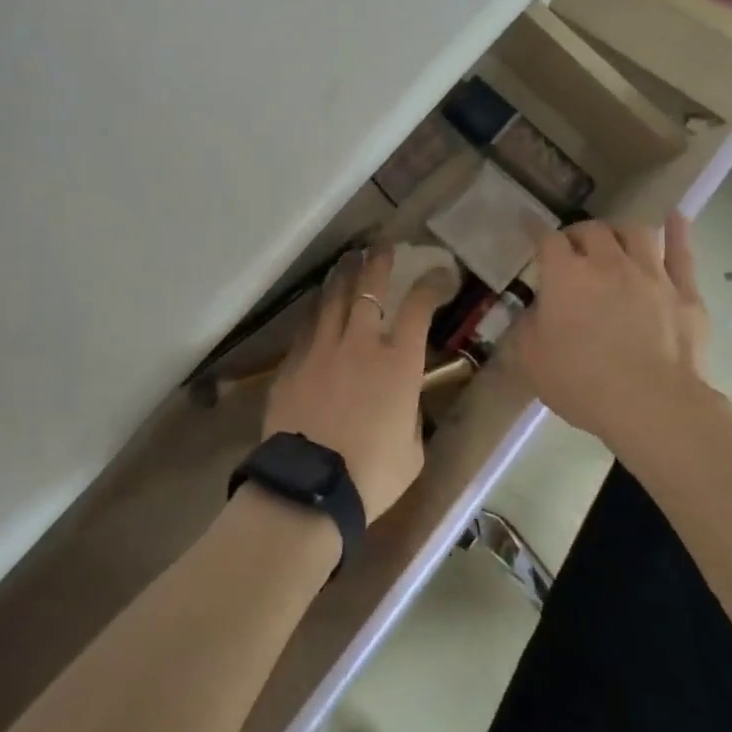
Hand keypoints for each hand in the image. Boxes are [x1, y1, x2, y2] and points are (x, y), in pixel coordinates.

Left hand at [261, 246, 450, 522]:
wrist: (309, 486)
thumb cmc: (372, 475)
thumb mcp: (411, 449)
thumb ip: (409, 413)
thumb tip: (402, 400)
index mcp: (398, 362)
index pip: (418, 306)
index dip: (431, 283)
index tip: (440, 272)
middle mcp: (359, 343)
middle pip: (368, 288)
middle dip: (378, 262)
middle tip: (382, 246)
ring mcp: (321, 349)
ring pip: (331, 298)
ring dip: (342, 276)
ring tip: (348, 261)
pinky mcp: (292, 363)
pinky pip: (307, 327)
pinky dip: (317, 311)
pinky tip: (317, 307)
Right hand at [501, 214, 712, 436]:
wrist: (653, 405)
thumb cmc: (582, 382)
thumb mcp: (530, 359)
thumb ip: (525, 328)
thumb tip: (531, 313)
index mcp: (565, 275)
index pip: (546, 238)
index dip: (535, 228)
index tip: (528, 222)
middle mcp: (607, 263)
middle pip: (592, 230)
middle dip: (579, 234)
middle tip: (573, 249)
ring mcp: (651, 274)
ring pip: (635, 232)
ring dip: (620, 231)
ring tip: (615, 241)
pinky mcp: (685, 292)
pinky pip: (682, 252)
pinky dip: (677, 232)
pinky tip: (675, 218)